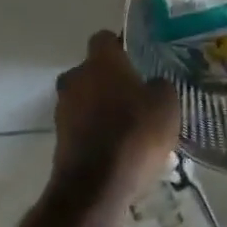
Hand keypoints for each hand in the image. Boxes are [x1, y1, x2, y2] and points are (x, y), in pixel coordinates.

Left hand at [53, 31, 179, 202]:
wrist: (95, 187)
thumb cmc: (135, 133)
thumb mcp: (166, 103)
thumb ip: (159, 85)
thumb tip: (152, 84)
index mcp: (101, 62)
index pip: (105, 38)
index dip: (121, 45)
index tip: (138, 57)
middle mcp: (76, 79)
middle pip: (92, 70)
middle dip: (111, 79)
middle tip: (137, 92)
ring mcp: (63, 110)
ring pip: (86, 99)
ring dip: (103, 106)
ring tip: (131, 124)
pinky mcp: (59, 140)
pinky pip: (83, 125)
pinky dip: (97, 131)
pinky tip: (119, 146)